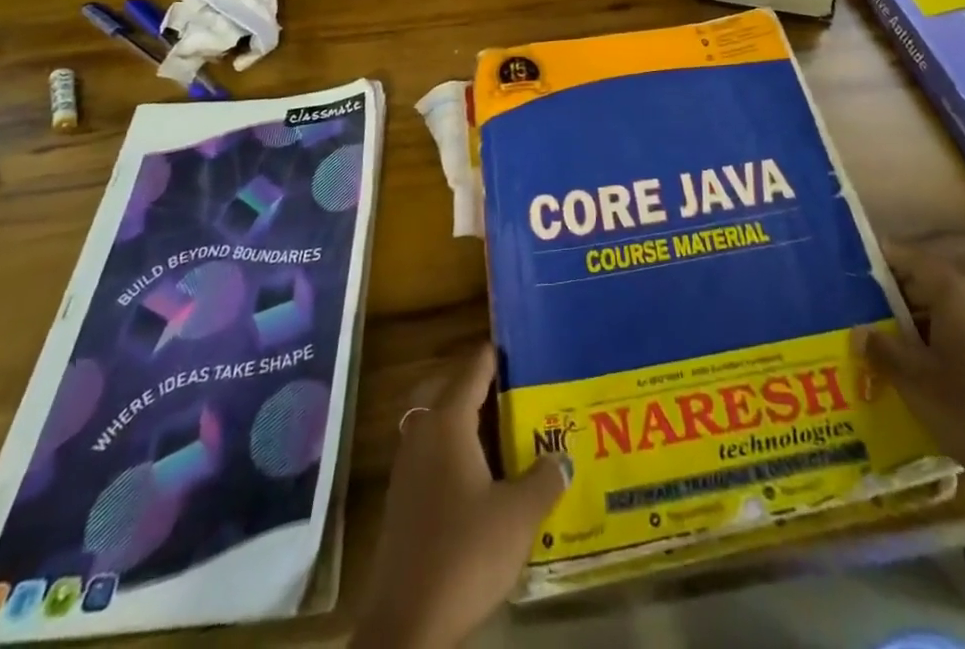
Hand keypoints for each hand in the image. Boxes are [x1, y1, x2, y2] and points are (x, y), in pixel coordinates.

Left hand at [354, 342, 570, 648]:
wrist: (405, 626)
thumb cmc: (465, 553)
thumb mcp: (518, 515)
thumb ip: (543, 478)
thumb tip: (562, 456)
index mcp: (448, 422)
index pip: (474, 369)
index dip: (497, 355)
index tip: (521, 344)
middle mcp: (423, 434)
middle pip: (450, 391)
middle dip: (479, 385)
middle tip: (515, 385)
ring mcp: (407, 469)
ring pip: (438, 425)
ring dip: (466, 420)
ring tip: (504, 426)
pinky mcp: (402, 502)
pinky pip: (432, 455)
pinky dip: (455, 451)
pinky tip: (482, 474)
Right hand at [853, 242, 964, 525]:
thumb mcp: (914, 380)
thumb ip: (882, 350)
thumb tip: (859, 331)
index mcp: (954, 296)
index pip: (910, 258)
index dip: (879, 258)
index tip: (845, 265)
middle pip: (923, 286)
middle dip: (886, 297)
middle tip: (847, 308)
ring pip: (937, 318)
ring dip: (905, 327)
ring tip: (868, 343)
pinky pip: (952, 345)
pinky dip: (927, 351)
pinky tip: (904, 377)